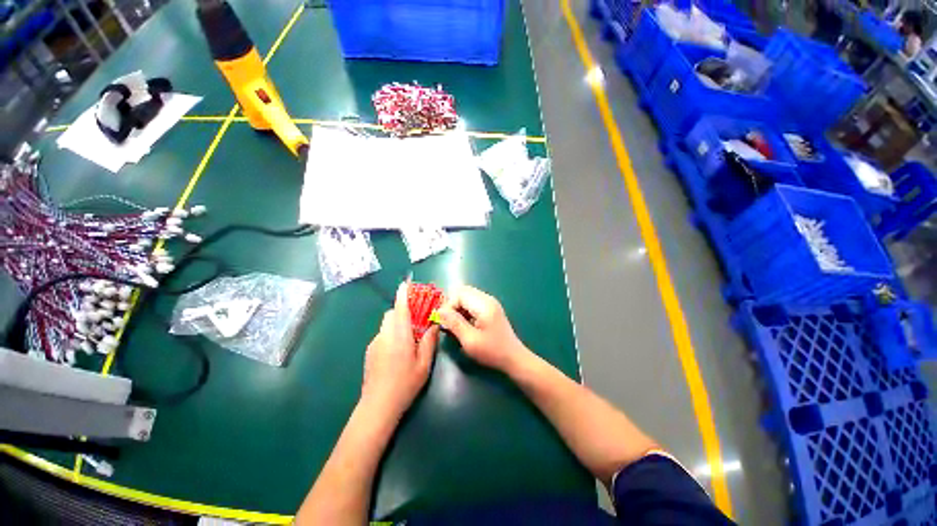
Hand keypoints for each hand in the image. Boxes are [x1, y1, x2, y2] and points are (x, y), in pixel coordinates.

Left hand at [361, 283, 438, 419]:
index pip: (400, 308)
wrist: (377, 406)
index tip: (406, 283)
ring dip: (397, 323)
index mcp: (400, 336)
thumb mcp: (424, 364)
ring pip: (386, 324)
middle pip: (391, 313)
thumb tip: (433, 325)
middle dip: (403, 311)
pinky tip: (397, 352)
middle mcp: (385, 335)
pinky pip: (383, 334)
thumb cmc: (405, 384)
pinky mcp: (370, 351)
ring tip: (408, 339)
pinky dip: (391, 334)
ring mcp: (375, 343)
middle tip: (416, 321)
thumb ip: (429, 341)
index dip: (403, 294)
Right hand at [437, 285, 530, 372]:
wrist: (514, 358)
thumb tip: (440, 311)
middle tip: (450, 323)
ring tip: (457, 325)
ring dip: (458, 309)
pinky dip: (465, 311)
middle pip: (463, 292)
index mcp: (483, 304)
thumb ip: (454, 323)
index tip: (445, 322)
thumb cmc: (492, 351)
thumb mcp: (470, 340)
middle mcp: (487, 299)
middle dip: (452, 306)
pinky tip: (466, 325)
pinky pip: (472, 303)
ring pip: (467, 297)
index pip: (459, 294)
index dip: (449, 306)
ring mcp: (490, 303)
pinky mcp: (490, 308)